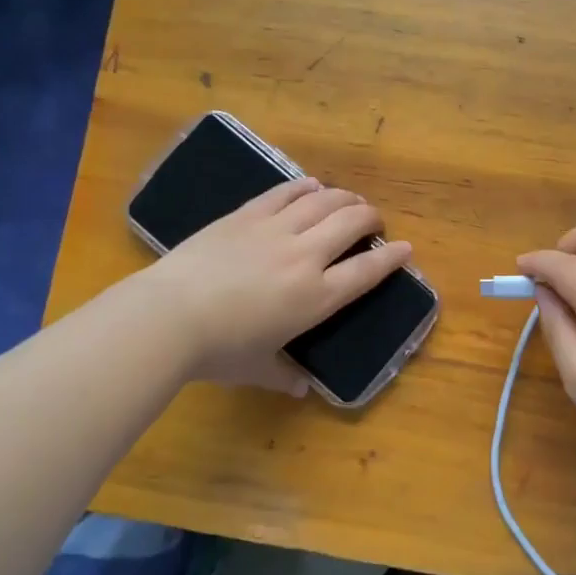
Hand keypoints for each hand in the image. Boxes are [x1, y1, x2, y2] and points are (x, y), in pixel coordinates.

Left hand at [136, 177, 412, 394]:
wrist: (170, 315)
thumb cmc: (219, 350)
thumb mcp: (257, 369)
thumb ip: (284, 376)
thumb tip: (300, 389)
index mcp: (316, 297)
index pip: (366, 272)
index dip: (392, 259)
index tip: (406, 249)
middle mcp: (305, 257)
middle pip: (351, 224)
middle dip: (371, 219)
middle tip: (374, 223)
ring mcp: (276, 230)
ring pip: (323, 201)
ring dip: (344, 197)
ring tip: (350, 200)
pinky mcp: (247, 215)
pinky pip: (285, 193)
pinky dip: (304, 187)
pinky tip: (312, 185)